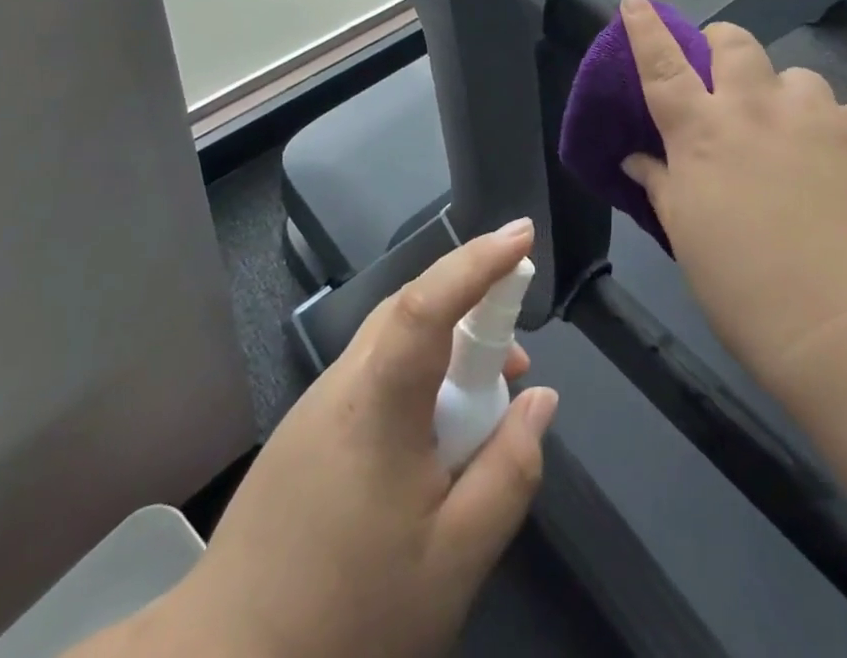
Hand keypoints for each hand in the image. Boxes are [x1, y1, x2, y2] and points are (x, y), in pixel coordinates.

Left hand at [167, 222, 557, 657]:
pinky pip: (374, 374)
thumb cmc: (350, 612)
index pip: (429, 301)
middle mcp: (343, 381)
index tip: (523, 235)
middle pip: (411, 309)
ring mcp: (317, 403)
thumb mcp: (454, 559)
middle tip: (518, 348)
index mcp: (378, 401)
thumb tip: (541, 399)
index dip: (478, 261)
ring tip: (486, 399)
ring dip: (445, 347)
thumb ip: (509, 471)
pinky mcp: (305, 429)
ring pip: (392, 342)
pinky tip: (434, 435)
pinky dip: (417, 376)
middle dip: (471, 304)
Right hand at [617, 0, 846, 390]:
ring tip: (795, 137)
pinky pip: (840, 113)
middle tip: (727, 74)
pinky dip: (830, 132)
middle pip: (734, 42)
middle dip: (723, 43)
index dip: (644, 29)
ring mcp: (812, 114)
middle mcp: (753, 108)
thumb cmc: (749, 291)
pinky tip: (840, 173)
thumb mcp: (690, 239)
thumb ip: (664, 187)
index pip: (661, 65)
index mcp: (701, 134)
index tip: (634, 0)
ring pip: (794, 75)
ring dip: (785, 96)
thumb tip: (638, 159)